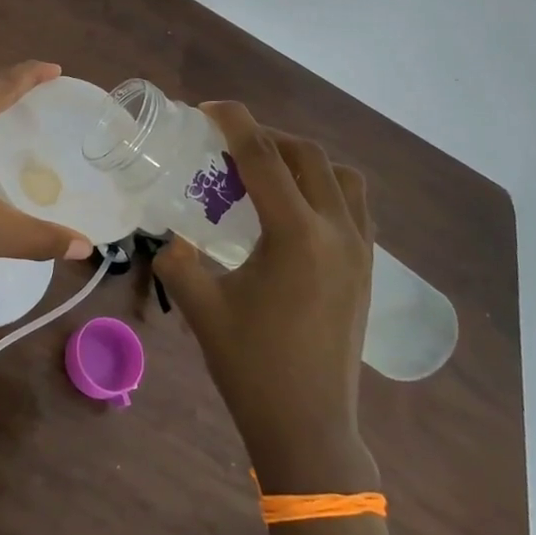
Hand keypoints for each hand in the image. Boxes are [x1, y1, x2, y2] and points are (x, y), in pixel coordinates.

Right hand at [153, 102, 377, 491]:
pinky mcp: (368, 268)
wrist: (308, 427)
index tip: (208, 107)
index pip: (264, 157)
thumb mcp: (201, 307)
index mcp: (296, 235)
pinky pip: (354, 205)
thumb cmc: (251, 367)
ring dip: (303, 159)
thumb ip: (176, 261)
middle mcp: (337, 231)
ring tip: (266, 172)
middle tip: (228, 144)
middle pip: (306, 156)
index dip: (234, 122)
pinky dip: (325, 187)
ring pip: (341, 176)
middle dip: (266, 137)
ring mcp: (360, 249)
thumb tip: (167, 238)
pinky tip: (294, 209)